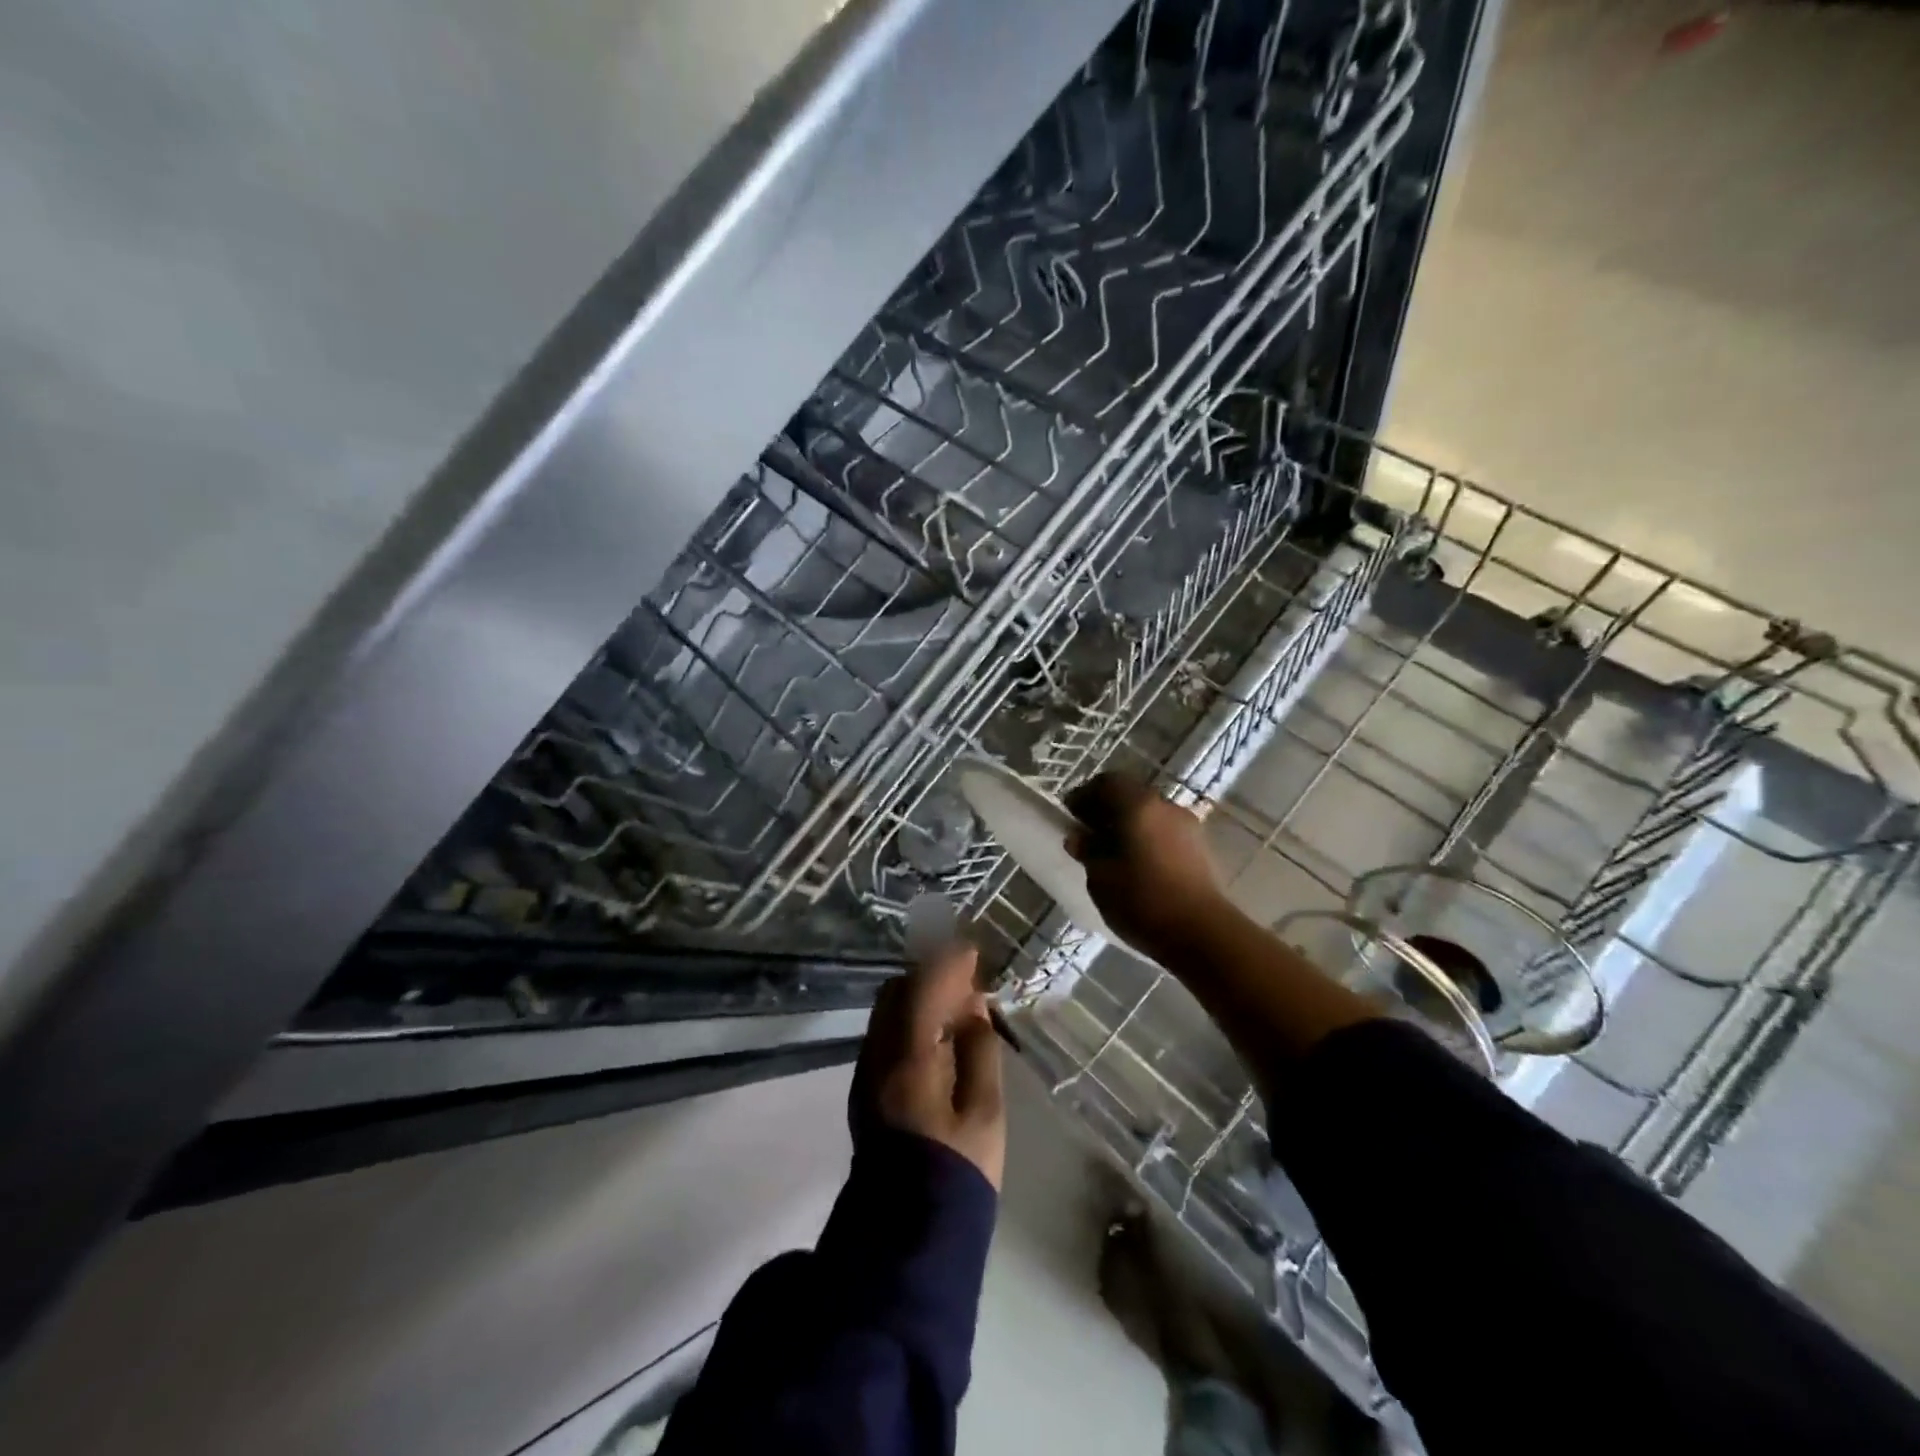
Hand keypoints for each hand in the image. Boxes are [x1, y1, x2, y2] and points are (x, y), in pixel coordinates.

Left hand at [853, 944, 1005, 1189]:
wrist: (907, 1231)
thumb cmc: (958, 1170)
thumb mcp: (985, 1111)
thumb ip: (980, 1050)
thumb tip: (973, 1008)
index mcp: (909, 1057)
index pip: (923, 988)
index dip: (948, 963)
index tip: (973, 952)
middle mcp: (878, 1055)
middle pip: (897, 992)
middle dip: (931, 975)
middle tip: (968, 980)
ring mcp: (866, 1071)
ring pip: (887, 1011)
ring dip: (919, 995)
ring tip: (957, 1004)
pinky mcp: (864, 1088)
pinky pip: (885, 1032)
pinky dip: (910, 1018)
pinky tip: (937, 1033)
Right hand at [1063, 773, 1230, 958]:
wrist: (1202, 933)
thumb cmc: (1142, 900)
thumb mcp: (1101, 877)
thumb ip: (1088, 851)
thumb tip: (1079, 837)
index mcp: (1137, 805)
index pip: (1106, 782)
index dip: (1084, 795)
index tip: (1071, 816)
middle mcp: (1165, 806)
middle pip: (1130, 795)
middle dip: (1107, 810)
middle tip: (1088, 834)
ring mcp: (1187, 826)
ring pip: (1149, 814)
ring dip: (1129, 825)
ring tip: (1112, 853)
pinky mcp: (1199, 848)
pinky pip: (1164, 832)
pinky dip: (1147, 838)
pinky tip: (1137, 865)